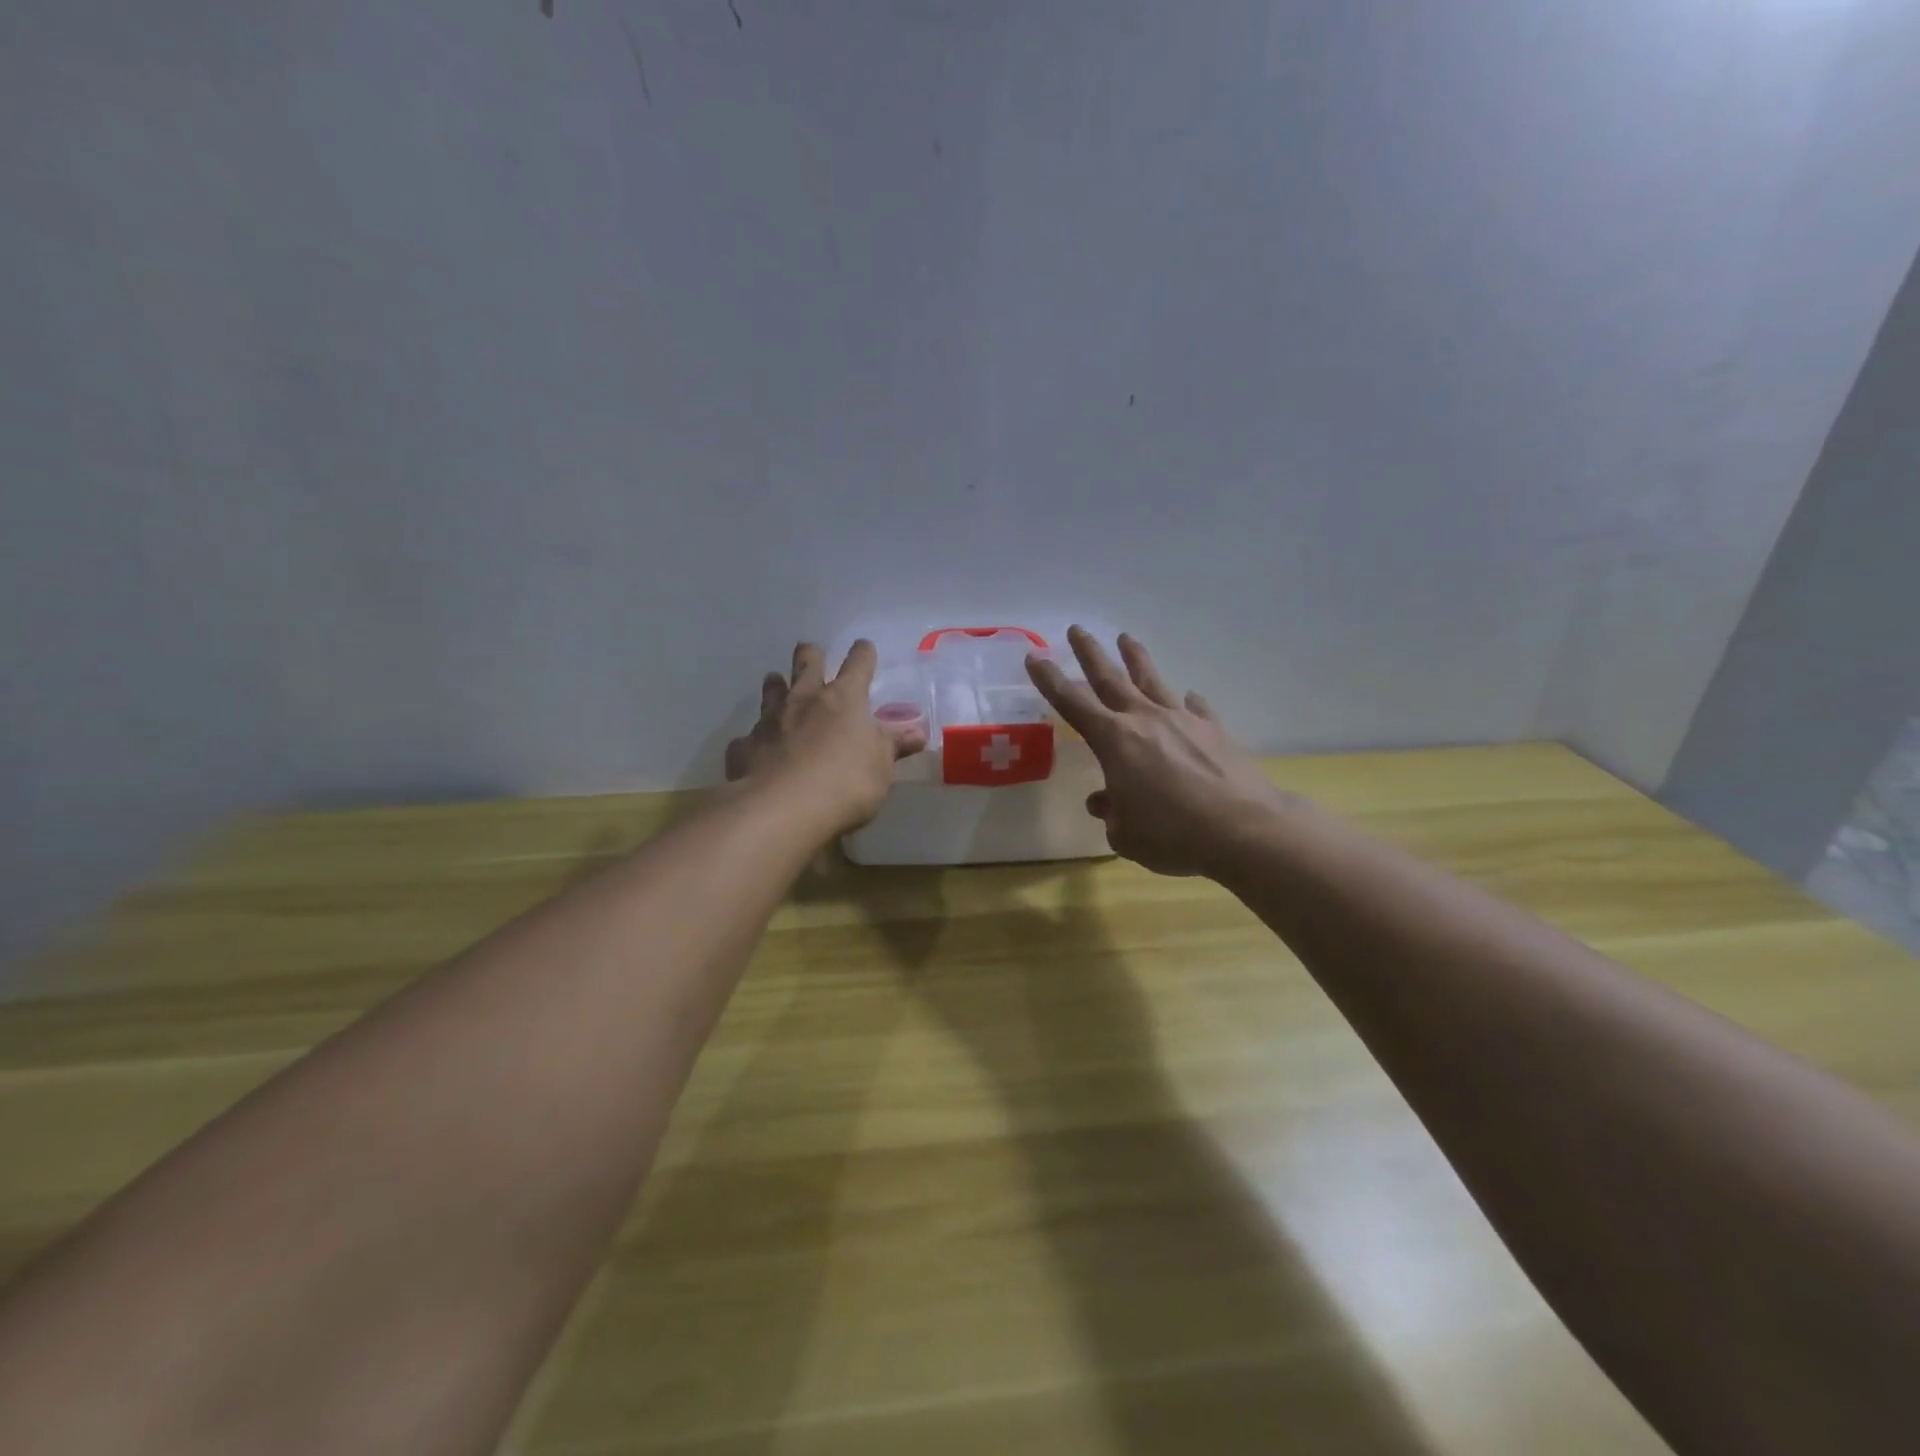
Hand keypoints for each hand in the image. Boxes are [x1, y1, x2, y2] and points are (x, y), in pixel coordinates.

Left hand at [725, 640, 926, 838]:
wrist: (781, 809)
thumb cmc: (845, 784)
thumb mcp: (881, 768)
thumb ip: (893, 747)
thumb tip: (918, 733)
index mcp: (844, 700)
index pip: (857, 665)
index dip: (863, 654)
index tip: (864, 648)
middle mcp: (804, 700)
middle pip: (806, 664)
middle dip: (810, 655)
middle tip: (810, 652)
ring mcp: (770, 721)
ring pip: (771, 691)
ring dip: (776, 686)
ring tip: (776, 683)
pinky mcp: (744, 747)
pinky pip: (749, 737)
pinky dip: (756, 739)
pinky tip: (757, 749)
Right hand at [1026, 627, 1285, 877]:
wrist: (1244, 829)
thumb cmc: (1172, 834)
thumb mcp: (1126, 834)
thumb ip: (1112, 812)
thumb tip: (1105, 801)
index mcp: (1114, 740)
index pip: (1072, 703)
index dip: (1050, 680)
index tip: (1035, 657)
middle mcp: (1145, 720)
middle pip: (1111, 678)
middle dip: (1090, 653)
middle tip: (1077, 629)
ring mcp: (1183, 721)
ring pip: (1153, 681)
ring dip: (1136, 659)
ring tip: (1126, 638)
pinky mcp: (1214, 731)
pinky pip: (1196, 709)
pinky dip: (1188, 703)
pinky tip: (1190, 698)